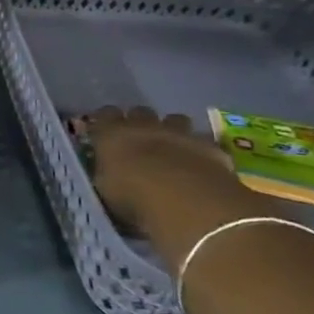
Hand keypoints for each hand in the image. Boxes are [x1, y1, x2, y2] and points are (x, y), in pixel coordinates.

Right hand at [84, 107, 258, 248]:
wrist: (187, 201)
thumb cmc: (133, 197)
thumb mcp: (104, 189)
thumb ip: (105, 173)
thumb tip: (106, 170)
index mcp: (113, 134)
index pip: (105, 115)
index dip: (105, 121)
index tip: (103, 132)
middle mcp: (145, 126)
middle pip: (140, 112)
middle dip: (138, 122)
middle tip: (137, 140)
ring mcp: (180, 134)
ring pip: (175, 119)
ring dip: (171, 129)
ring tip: (170, 148)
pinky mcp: (210, 147)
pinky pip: (202, 141)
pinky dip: (198, 149)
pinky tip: (198, 164)